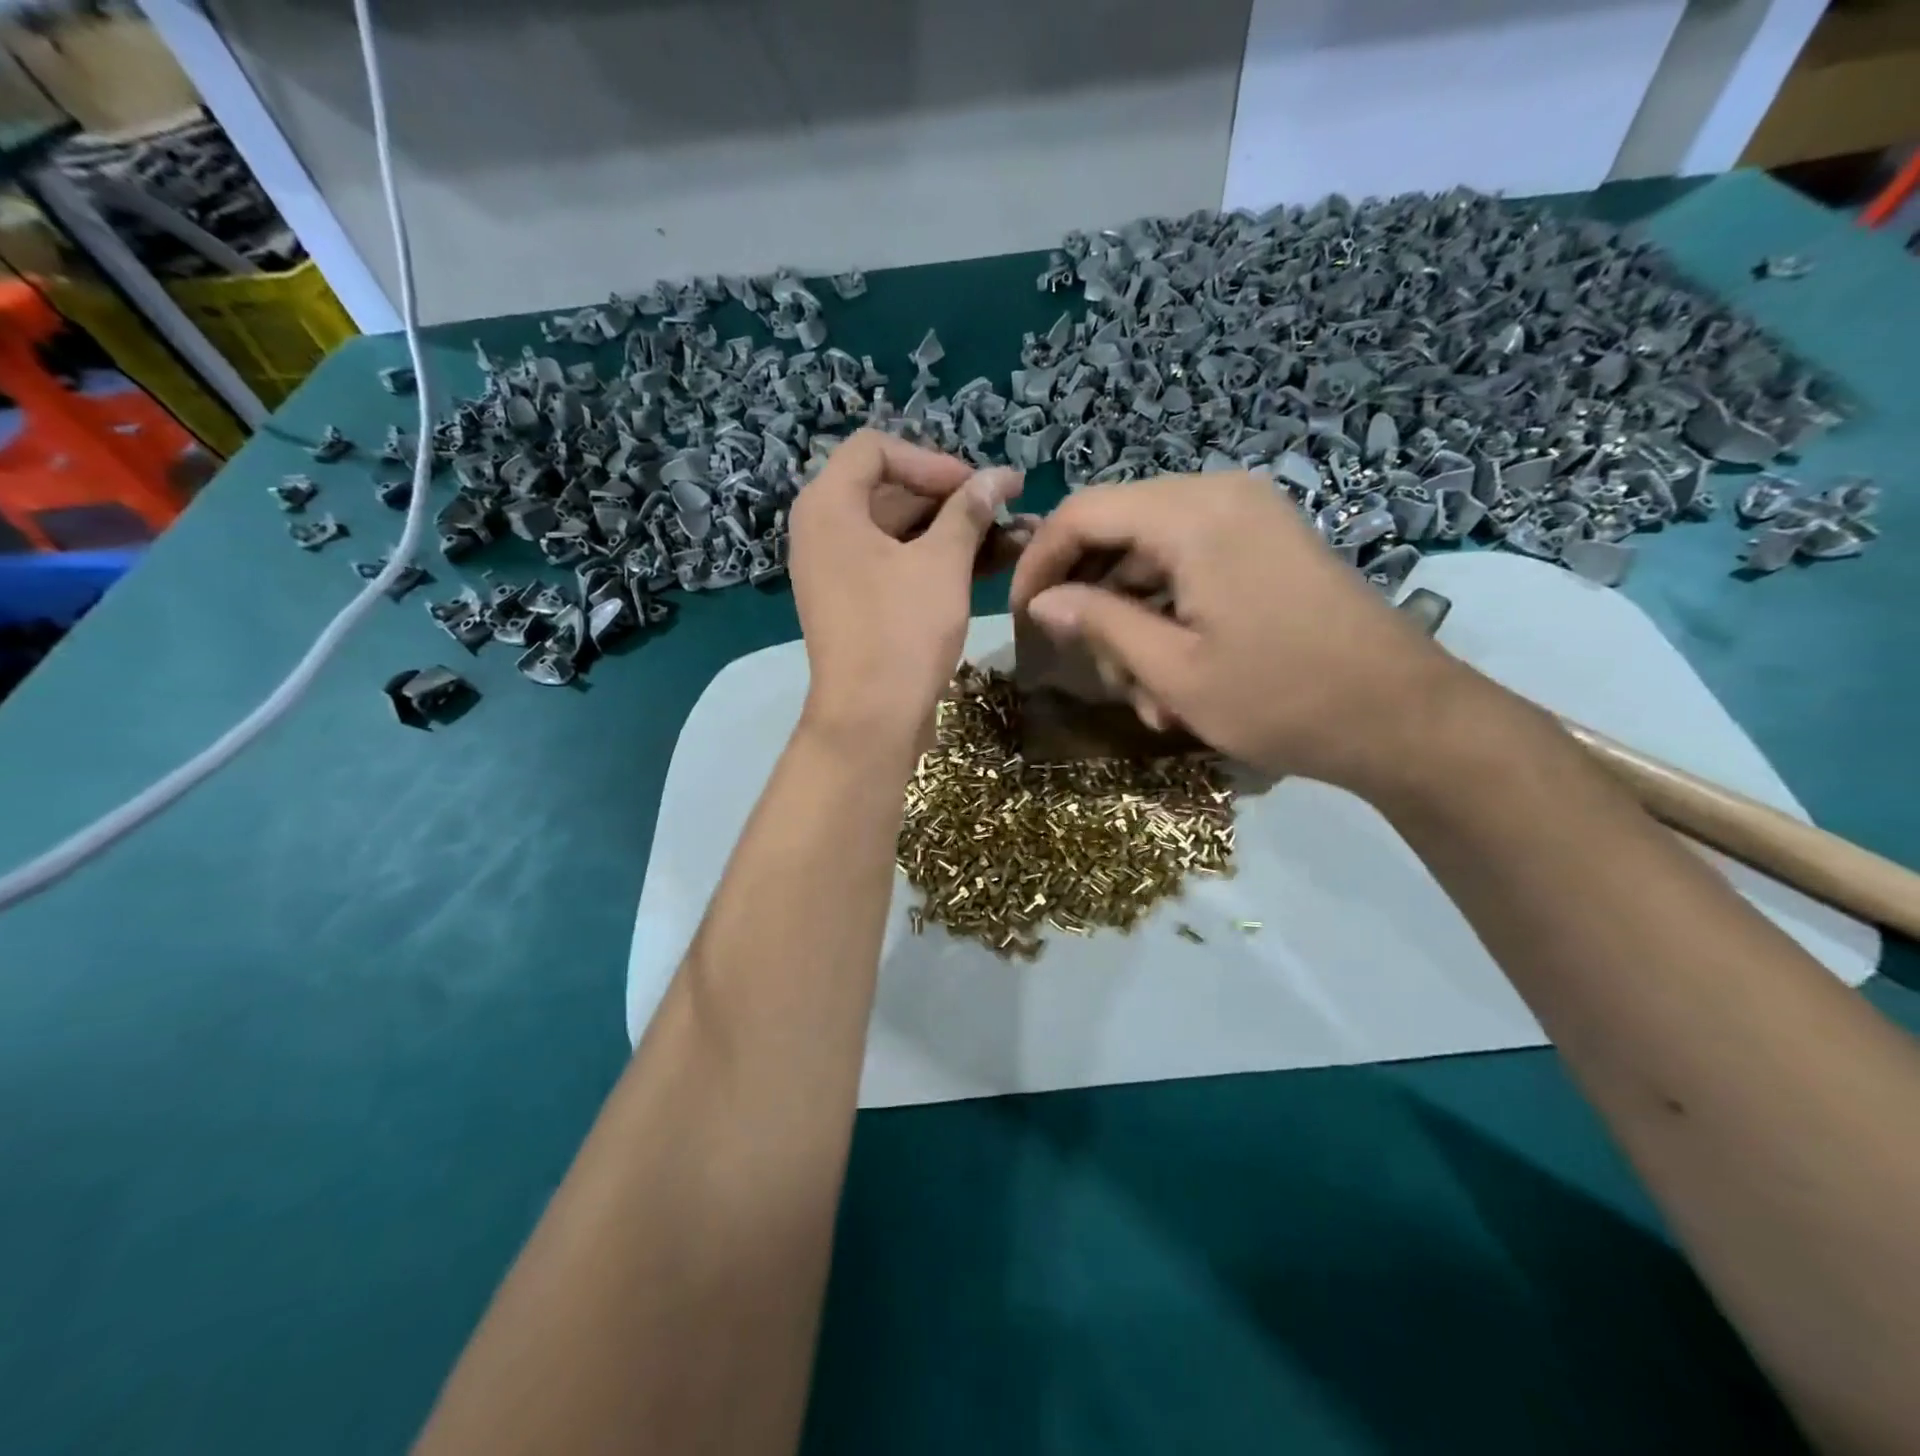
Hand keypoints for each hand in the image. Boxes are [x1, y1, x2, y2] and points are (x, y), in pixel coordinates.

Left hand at [791, 430, 1025, 752]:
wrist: (871, 719)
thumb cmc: (901, 631)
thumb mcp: (942, 563)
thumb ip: (969, 511)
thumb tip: (999, 477)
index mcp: (829, 506)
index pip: (876, 449)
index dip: (932, 460)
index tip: (977, 487)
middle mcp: (825, 530)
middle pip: (892, 490)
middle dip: (954, 499)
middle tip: (1007, 509)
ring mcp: (839, 570)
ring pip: (902, 532)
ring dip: (955, 532)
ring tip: (1016, 537)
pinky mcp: (858, 603)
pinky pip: (898, 564)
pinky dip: (939, 561)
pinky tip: (991, 563)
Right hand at [1009, 471, 1469, 793]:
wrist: (1404, 717)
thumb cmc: (1281, 698)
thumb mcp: (1173, 671)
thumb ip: (1098, 623)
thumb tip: (1040, 601)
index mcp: (1194, 514)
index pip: (1083, 512)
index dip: (1039, 561)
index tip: (1020, 617)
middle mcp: (1221, 494)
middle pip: (1117, 529)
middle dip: (1091, 599)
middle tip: (1091, 668)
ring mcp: (1251, 516)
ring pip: (1152, 553)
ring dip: (1132, 618)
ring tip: (1142, 692)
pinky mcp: (1268, 543)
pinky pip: (1192, 563)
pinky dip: (1169, 612)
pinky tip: (1176, 676)